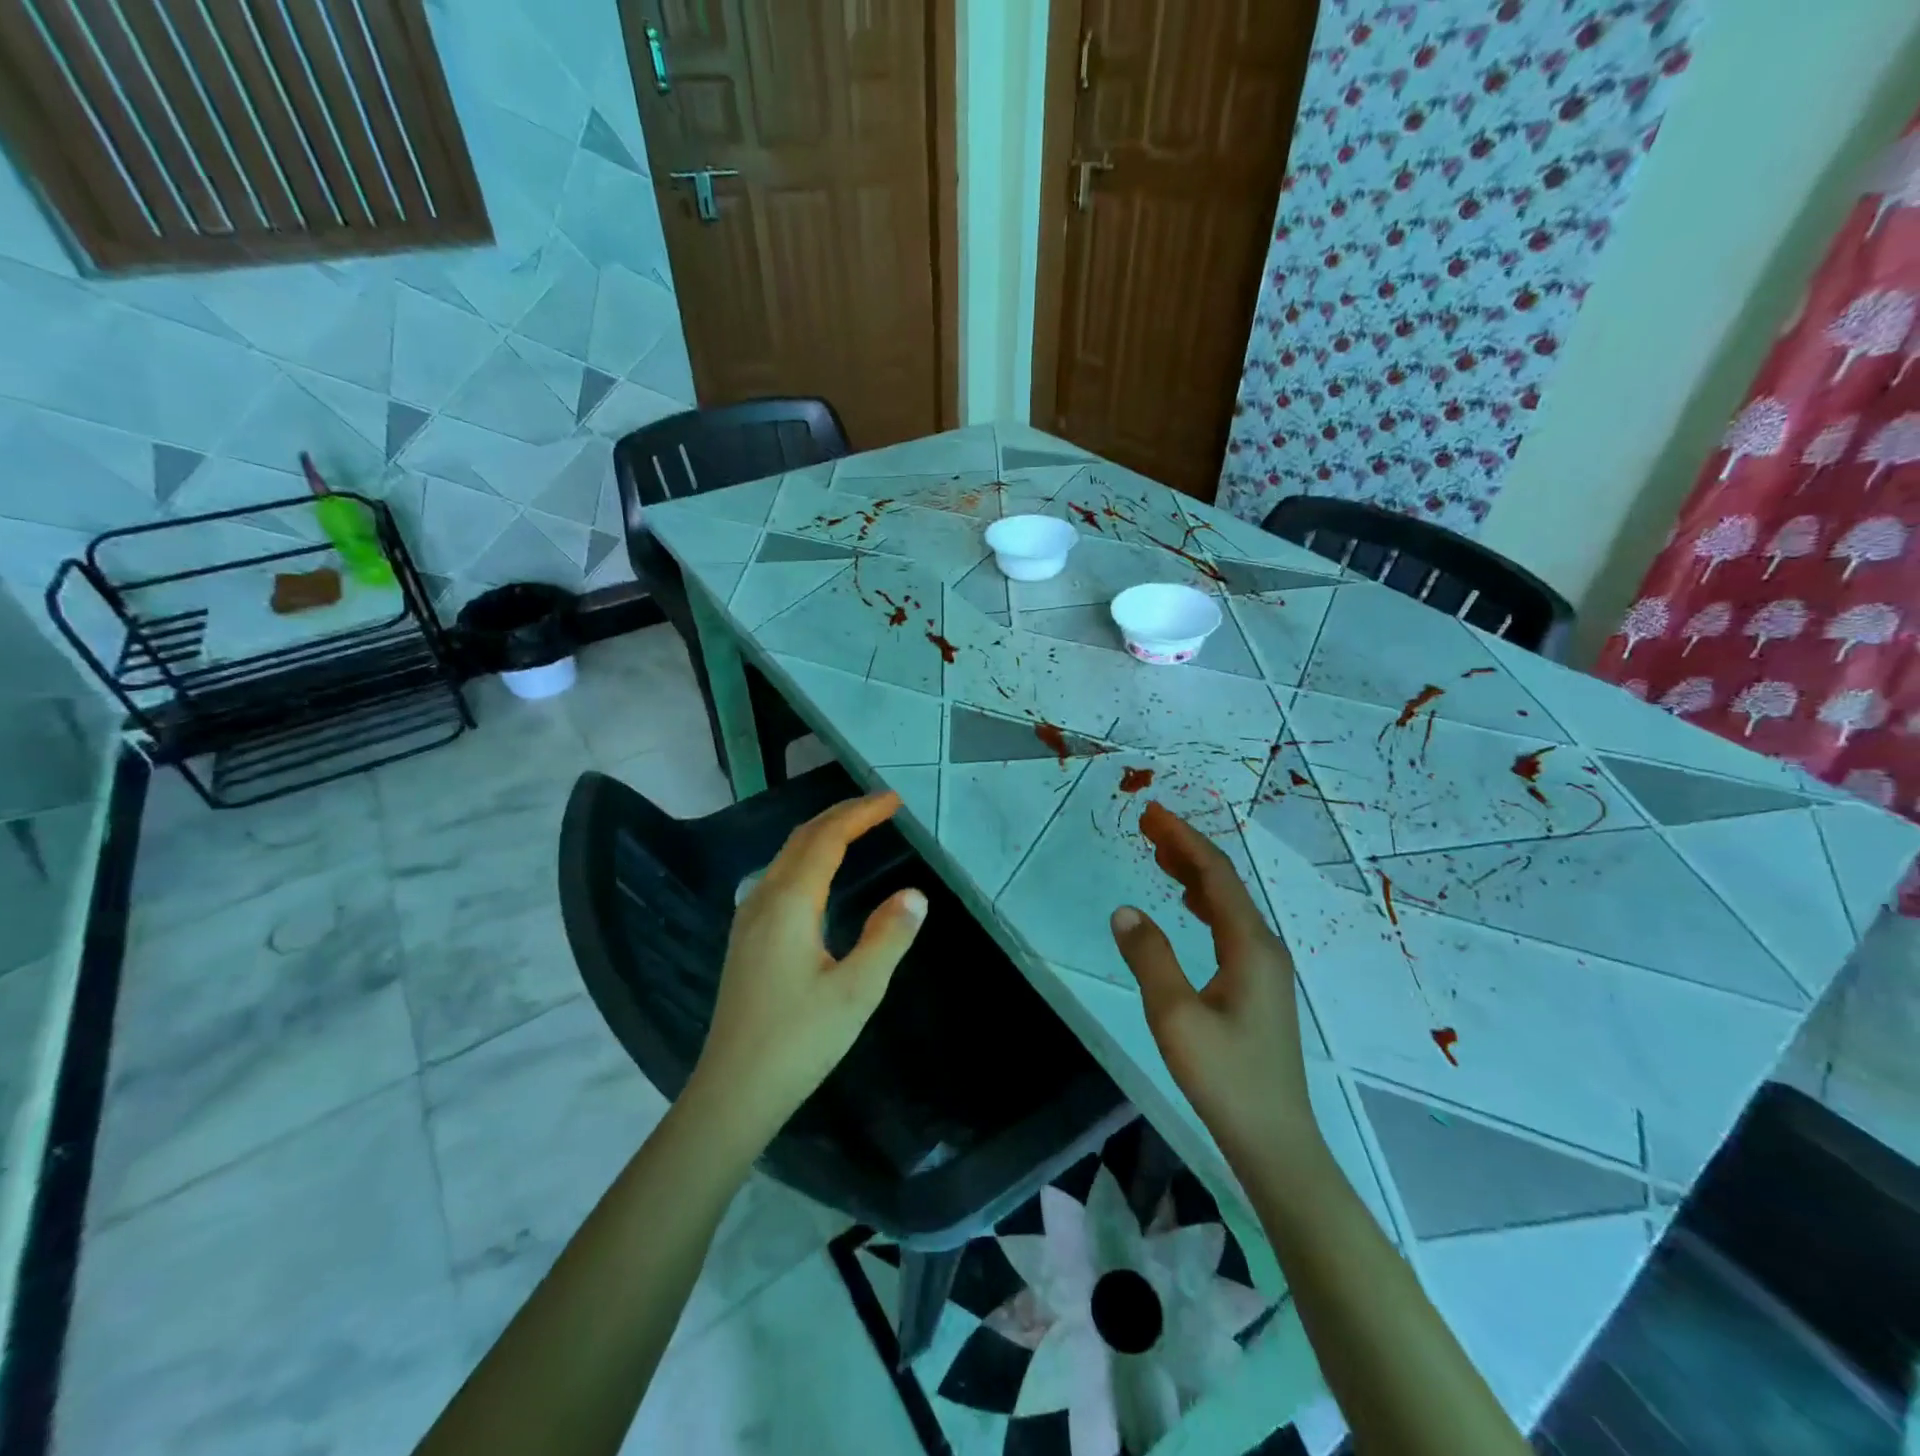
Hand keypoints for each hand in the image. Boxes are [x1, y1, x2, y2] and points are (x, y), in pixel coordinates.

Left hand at [688, 791, 926, 1145]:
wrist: (734, 1092)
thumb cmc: (799, 1041)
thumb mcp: (857, 991)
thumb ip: (888, 937)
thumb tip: (915, 894)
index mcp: (789, 904)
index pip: (827, 839)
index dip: (861, 813)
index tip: (895, 800)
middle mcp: (763, 900)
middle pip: (802, 839)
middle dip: (842, 815)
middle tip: (881, 807)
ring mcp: (748, 919)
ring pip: (787, 856)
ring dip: (822, 834)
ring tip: (858, 830)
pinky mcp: (746, 940)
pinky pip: (779, 877)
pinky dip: (808, 857)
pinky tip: (820, 877)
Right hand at [1109, 801, 1319, 1164]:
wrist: (1274, 1140)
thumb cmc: (1225, 1077)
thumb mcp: (1175, 1017)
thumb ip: (1149, 958)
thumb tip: (1125, 910)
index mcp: (1250, 945)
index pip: (1215, 874)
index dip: (1183, 839)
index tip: (1151, 814)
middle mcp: (1264, 946)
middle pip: (1225, 882)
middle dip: (1186, 848)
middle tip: (1148, 825)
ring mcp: (1265, 967)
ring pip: (1228, 903)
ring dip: (1193, 872)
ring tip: (1159, 854)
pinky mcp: (1258, 986)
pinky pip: (1229, 925)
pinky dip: (1203, 901)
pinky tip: (1186, 904)